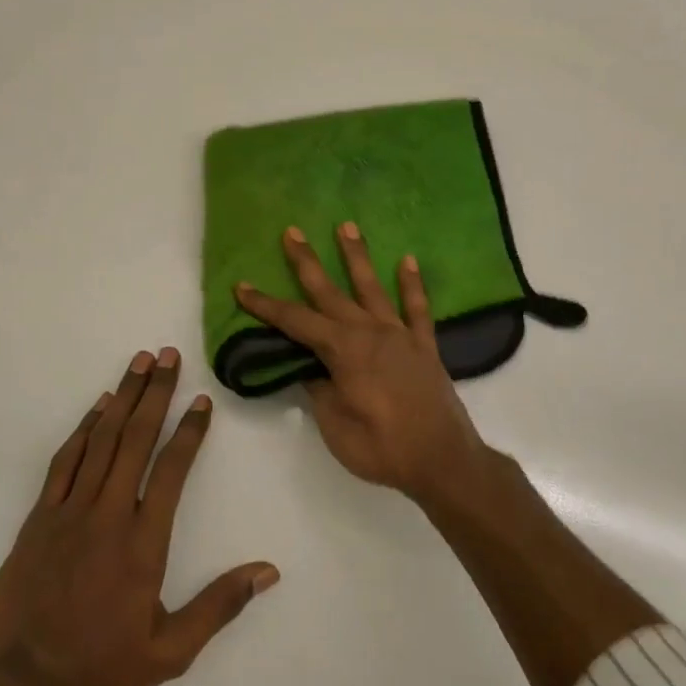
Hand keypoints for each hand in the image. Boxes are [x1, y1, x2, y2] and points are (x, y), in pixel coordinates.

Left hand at [0, 349, 279, 685]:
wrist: (21, 684)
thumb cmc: (101, 665)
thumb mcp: (170, 651)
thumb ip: (219, 606)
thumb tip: (268, 571)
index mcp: (143, 543)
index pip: (172, 471)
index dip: (190, 432)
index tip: (202, 401)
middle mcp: (108, 515)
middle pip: (135, 440)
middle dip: (155, 393)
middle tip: (168, 355)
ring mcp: (68, 511)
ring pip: (100, 441)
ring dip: (123, 398)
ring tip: (139, 363)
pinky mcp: (39, 516)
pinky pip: (65, 461)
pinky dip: (83, 428)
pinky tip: (97, 406)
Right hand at [235, 225, 489, 501]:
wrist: (442, 459)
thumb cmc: (381, 447)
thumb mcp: (334, 425)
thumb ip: (319, 390)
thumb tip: (309, 368)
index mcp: (343, 350)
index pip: (296, 321)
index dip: (266, 305)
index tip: (242, 286)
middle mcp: (370, 332)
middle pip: (330, 292)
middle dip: (307, 262)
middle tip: (292, 231)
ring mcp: (400, 335)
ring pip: (373, 287)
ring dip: (357, 257)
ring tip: (346, 226)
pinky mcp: (425, 346)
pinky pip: (417, 308)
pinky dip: (413, 284)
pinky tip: (408, 261)